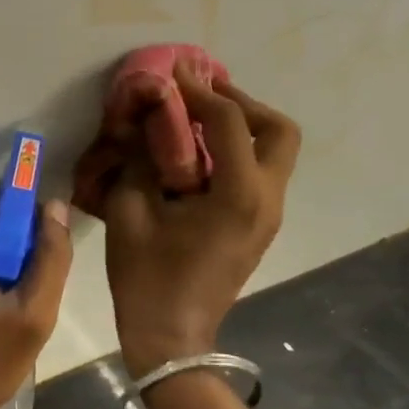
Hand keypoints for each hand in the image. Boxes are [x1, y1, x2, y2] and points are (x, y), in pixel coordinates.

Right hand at [102, 74, 299, 376]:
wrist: (171, 337)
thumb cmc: (146, 277)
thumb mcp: (130, 210)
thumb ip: (138, 158)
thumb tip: (144, 121)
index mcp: (238, 195)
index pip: (228, 122)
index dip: (199, 90)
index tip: (174, 70)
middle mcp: (266, 200)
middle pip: (278, 131)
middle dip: (242, 103)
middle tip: (201, 95)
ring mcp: (268, 215)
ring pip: (275, 151)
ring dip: (242, 125)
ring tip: (197, 117)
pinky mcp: (258, 226)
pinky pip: (260, 172)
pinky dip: (237, 150)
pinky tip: (198, 153)